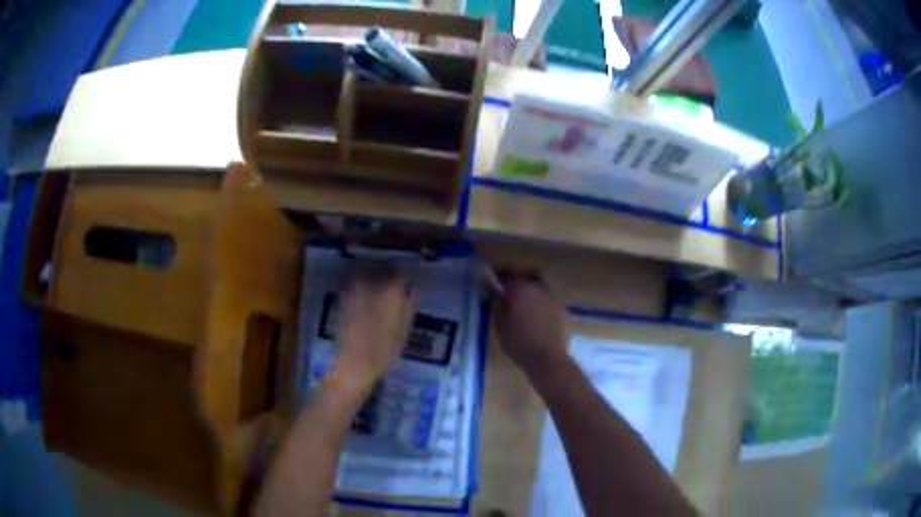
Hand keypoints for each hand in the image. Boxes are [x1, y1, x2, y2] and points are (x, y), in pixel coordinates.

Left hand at [336, 263, 416, 388]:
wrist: (355, 362)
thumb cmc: (385, 350)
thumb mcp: (404, 330)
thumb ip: (409, 306)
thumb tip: (411, 289)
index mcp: (390, 293)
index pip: (400, 274)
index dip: (404, 277)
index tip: (406, 283)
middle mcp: (372, 286)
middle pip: (382, 268)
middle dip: (389, 272)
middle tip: (393, 282)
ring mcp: (355, 290)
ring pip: (365, 270)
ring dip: (373, 272)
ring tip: (377, 282)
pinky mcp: (343, 297)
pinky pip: (352, 279)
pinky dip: (358, 278)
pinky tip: (363, 289)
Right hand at [491, 272, 569, 377]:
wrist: (547, 358)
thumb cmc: (519, 343)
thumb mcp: (501, 326)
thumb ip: (499, 306)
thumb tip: (498, 294)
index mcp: (520, 290)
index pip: (507, 275)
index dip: (499, 276)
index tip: (493, 281)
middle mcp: (537, 288)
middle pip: (526, 275)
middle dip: (517, 280)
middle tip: (509, 290)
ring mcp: (552, 297)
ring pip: (539, 285)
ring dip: (530, 290)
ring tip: (523, 303)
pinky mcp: (561, 308)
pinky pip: (547, 298)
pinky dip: (540, 301)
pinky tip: (536, 315)